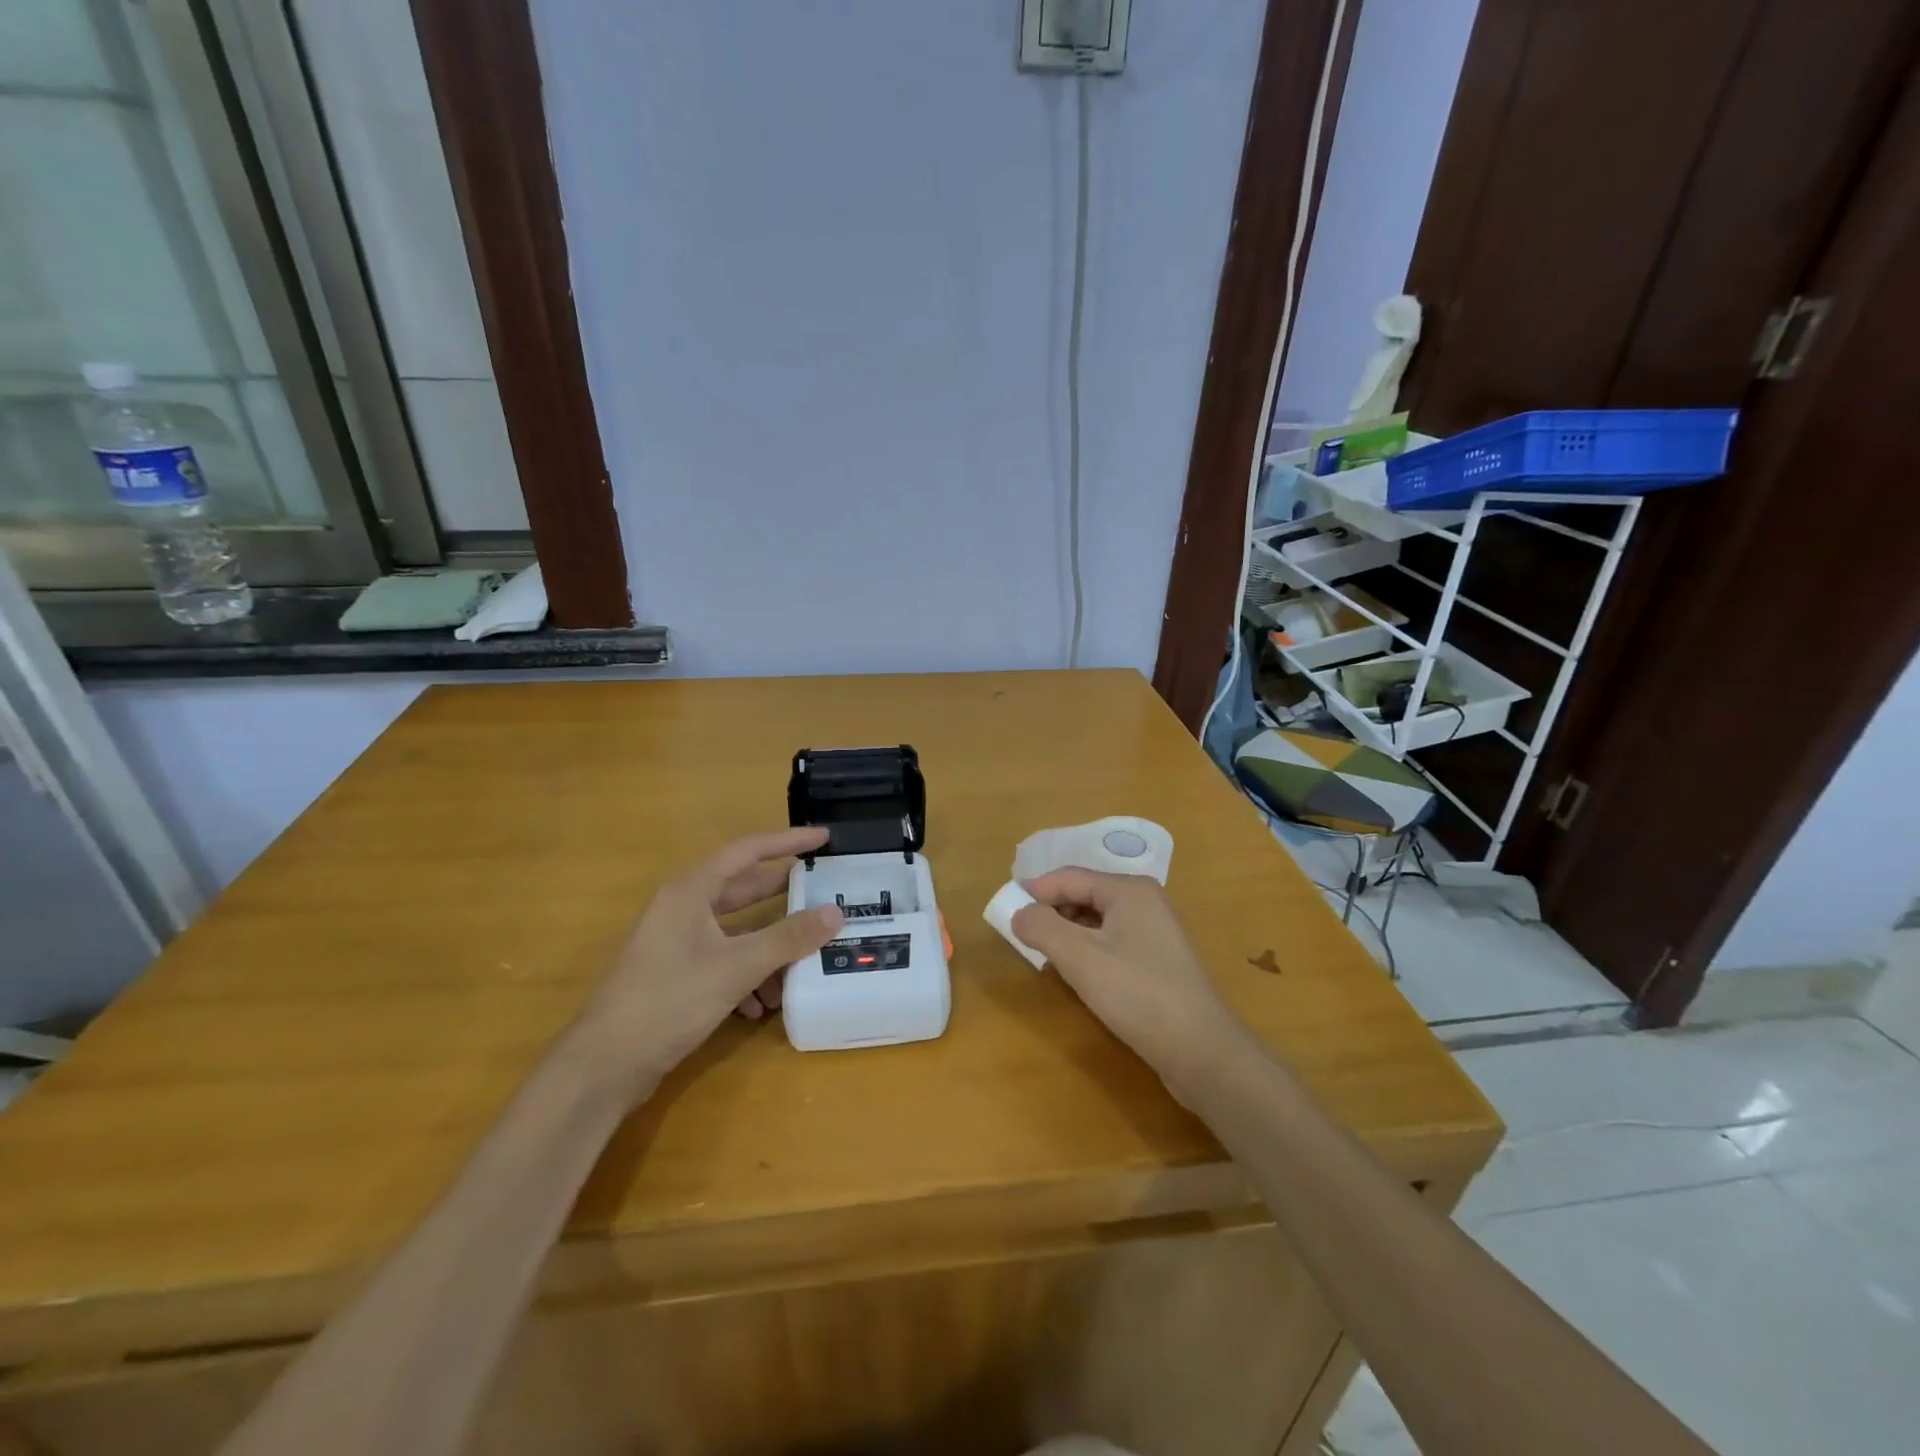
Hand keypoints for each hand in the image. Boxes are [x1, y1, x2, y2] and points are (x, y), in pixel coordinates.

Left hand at [571, 828, 844, 1103]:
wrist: (605, 1065)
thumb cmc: (669, 1000)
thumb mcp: (737, 967)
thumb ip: (788, 938)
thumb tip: (836, 912)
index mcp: (691, 890)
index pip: (748, 851)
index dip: (788, 841)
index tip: (823, 838)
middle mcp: (683, 908)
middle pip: (744, 890)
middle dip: (783, 896)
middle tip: (824, 893)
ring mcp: (677, 942)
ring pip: (736, 932)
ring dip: (769, 947)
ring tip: (801, 964)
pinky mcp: (675, 974)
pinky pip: (723, 960)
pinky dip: (748, 975)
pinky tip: (762, 1005)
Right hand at [1012, 869, 1248, 1092]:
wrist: (1201, 1050)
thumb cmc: (1137, 994)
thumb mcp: (1080, 958)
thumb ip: (1042, 928)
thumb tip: (1018, 912)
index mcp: (1129, 889)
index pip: (1069, 877)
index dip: (1035, 890)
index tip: (1004, 909)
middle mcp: (1144, 901)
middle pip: (1084, 894)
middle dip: (1051, 913)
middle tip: (1023, 938)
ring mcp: (1154, 931)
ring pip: (1097, 921)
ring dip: (1067, 934)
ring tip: (1045, 959)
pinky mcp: (1157, 960)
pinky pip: (1111, 942)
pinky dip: (1087, 951)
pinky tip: (1076, 975)